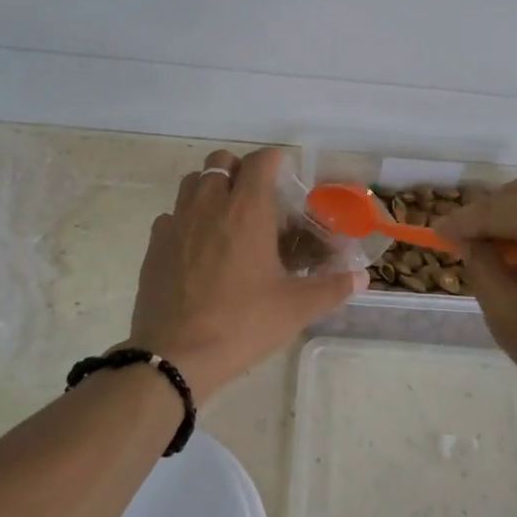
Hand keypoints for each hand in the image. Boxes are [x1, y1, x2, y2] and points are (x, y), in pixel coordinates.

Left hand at [128, 148, 362, 402]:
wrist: (175, 356)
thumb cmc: (243, 324)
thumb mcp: (297, 308)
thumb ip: (333, 287)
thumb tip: (362, 277)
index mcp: (247, 210)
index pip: (261, 160)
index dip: (275, 161)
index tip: (286, 177)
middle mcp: (210, 204)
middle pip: (221, 160)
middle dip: (240, 170)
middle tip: (256, 199)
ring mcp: (177, 222)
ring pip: (193, 182)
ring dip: (211, 188)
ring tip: (226, 218)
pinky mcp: (154, 245)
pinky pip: (171, 215)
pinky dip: (186, 219)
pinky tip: (197, 248)